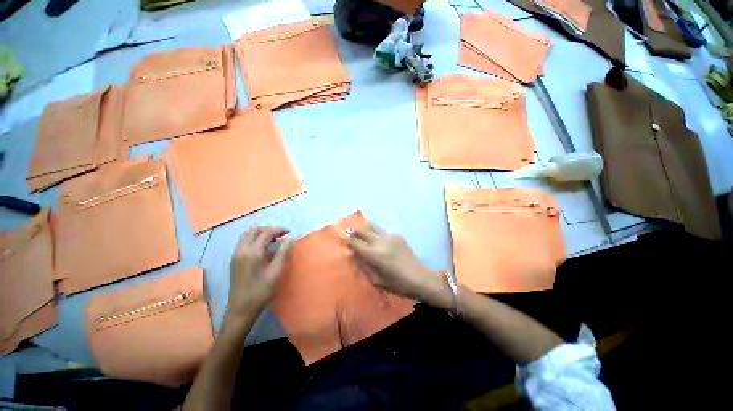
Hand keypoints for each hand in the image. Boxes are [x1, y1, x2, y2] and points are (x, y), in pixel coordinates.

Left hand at [227, 226, 291, 319]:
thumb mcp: (276, 271)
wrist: (241, 308)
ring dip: (261, 234)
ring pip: (247, 236)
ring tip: (274, 241)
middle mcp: (241, 250)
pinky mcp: (234, 260)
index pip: (266, 233)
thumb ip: (283, 252)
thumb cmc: (261, 290)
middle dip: (269, 229)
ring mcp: (236, 255)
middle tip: (281, 235)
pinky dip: (255, 240)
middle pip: (254, 230)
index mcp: (252, 252)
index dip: (279, 230)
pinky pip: (244, 242)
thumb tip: (290, 238)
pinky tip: (263, 248)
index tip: (289, 232)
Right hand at [347, 224, 443, 301]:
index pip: (355, 243)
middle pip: (362, 231)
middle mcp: (380, 242)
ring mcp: (390, 236)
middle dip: (355, 233)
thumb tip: (355, 256)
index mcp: (373, 254)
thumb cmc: (397, 284)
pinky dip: (378, 235)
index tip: (348, 244)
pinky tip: (381, 242)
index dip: (349, 242)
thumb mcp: (376, 281)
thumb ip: (364, 266)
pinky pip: (384, 232)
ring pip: (373, 227)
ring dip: (366, 230)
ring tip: (365, 235)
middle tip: (354, 237)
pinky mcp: (398, 236)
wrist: (419, 278)